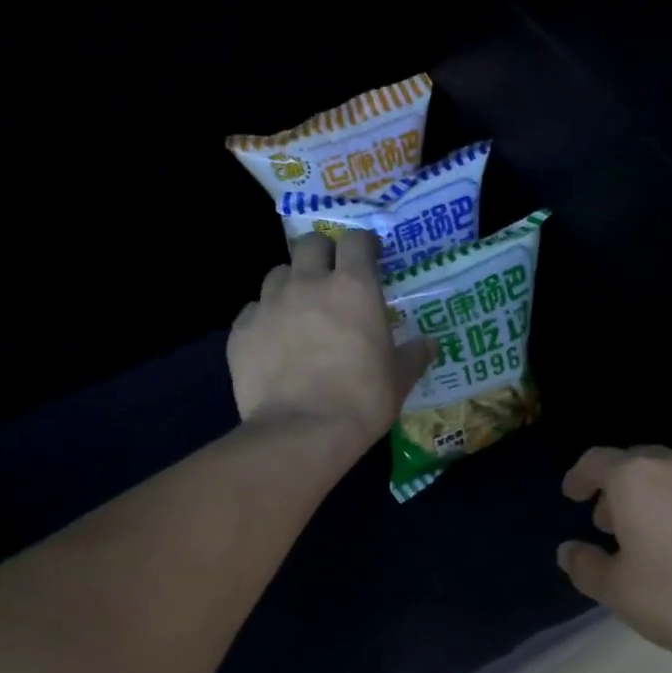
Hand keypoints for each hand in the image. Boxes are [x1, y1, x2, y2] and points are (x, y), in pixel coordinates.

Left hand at [228, 231, 433, 457]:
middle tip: (331, 278)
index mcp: (354, 288)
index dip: (364, 245)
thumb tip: (430, 345)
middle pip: (309, 244)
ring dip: (291, 284)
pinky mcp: (241, 330)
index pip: (356, 241)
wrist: (301, 432)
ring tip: (299, 310)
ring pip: (277, 274)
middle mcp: (308, 283)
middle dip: (322, 253)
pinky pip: (253, 311)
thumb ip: (413, 355)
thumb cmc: (361, 400)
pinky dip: (265, 318)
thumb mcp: (399, 380)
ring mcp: (269, 304)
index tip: (371, 257)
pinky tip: (273, 342)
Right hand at [557, 446, 671, 659]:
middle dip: (618, 489)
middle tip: (611, 521)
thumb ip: (587, 568)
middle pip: (638, 464)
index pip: (596, 461)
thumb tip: (567, 551)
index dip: (579, 476)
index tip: (572, 494)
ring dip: (658, 499)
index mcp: (635, 479)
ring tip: (656, 536)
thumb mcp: (621, 592)